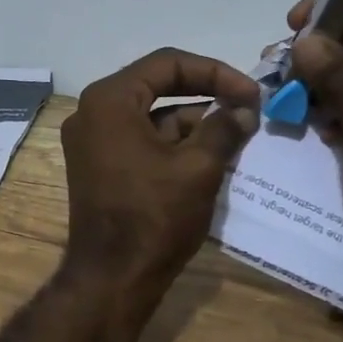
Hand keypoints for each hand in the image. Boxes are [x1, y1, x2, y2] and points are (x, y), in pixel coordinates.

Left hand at [60, 48, 261, 297]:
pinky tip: (209, 154)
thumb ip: (223, 128)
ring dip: (192, 121)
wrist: (112, 278)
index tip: (251, 93)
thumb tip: (243, 110)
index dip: (215, 72)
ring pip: (150, 115)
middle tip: (245, 107)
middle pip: (156, 85)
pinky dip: (172, 142)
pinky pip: (139, 138)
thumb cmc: (154, 216)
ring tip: (236, 133)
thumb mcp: (198, 168)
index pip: (167, 63)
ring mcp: (91, 140)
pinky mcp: (98, 165)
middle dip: (204, 94)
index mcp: (110, 100)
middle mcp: (92, 112)